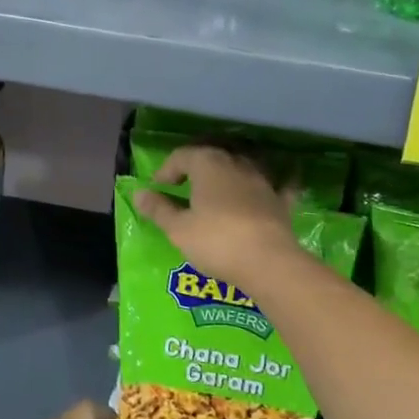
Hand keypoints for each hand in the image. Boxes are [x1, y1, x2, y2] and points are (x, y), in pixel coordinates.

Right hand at [133, 144, 299, 284]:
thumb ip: (158, 209)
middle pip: (211, 158)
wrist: (268, 262)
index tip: (157, 189)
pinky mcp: (280, 201)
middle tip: (182, 188)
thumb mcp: (178, 229)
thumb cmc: (216, 241)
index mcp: (208, 164)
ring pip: (241, 168)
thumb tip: (138, 193)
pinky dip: (271, 186)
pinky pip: (276, 187)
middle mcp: (236, 163)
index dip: (166, 170)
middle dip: (195, 170)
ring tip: (215, 194)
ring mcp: (262, 181)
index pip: (181, 156)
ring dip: (227, 176)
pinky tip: (275, 187)